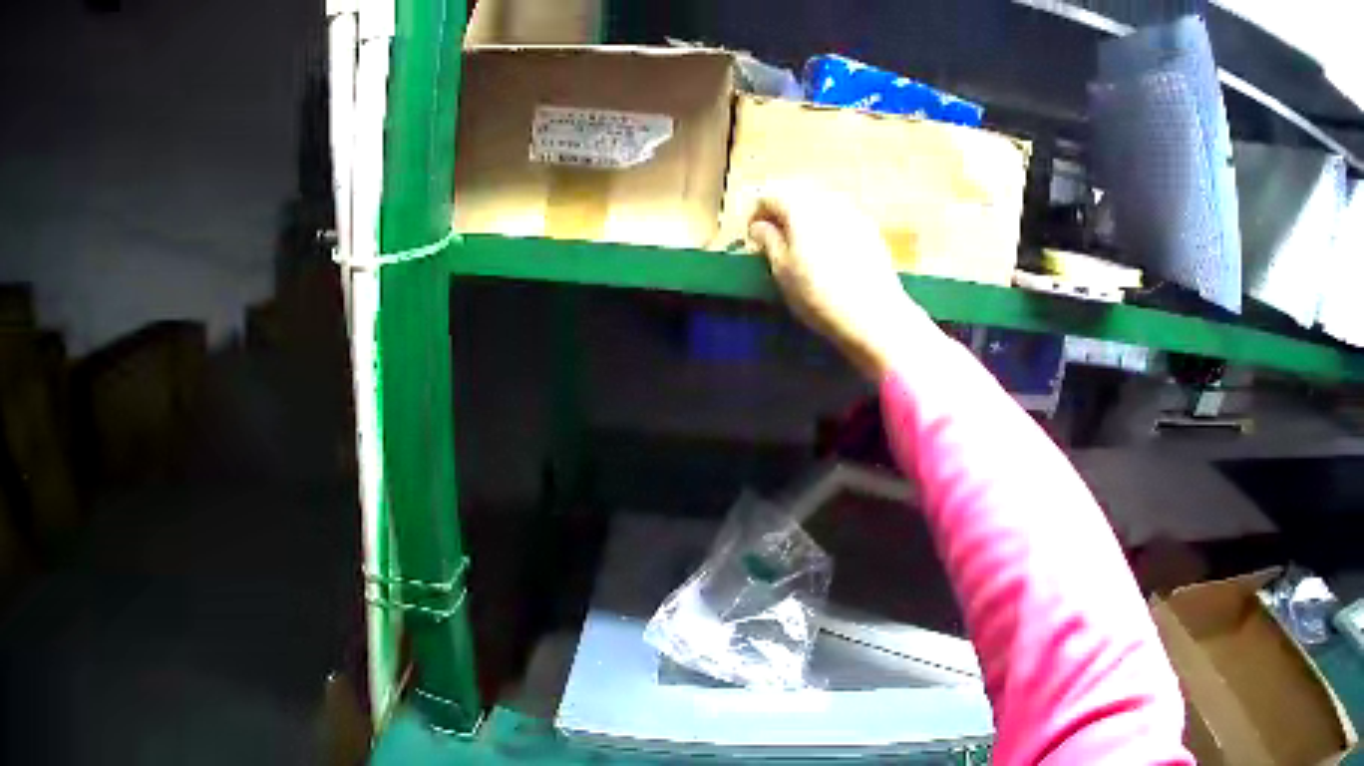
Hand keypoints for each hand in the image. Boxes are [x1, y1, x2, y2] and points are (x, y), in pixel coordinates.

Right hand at [747, 183, 929, 379]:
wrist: (875, 315)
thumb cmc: (819, 294)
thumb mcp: (782, 271)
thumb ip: (768, 241)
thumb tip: (760, 226)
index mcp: (800, 206)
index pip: (768, 196)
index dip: (755, 215)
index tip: (752, 240)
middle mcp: (827, 200)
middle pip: (796, 195)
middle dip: (781, 214)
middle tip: (774, 242)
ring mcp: (853, 213)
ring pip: (820, 206)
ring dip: (805, 220)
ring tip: (802, 249)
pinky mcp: (871, 230)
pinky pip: (840, 219)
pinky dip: (827, 229)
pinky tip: (829, 256)